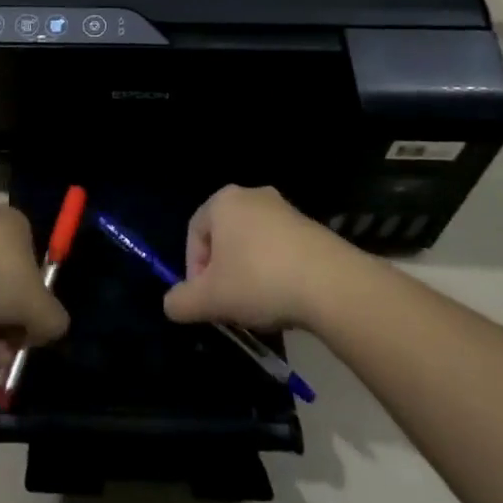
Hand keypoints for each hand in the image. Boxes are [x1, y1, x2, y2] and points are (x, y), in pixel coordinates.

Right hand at [163, 185, 353, 330]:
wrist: (332, 284)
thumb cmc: (258, 280)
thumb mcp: (209, 299)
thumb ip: (181, 301)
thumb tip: (171, 304)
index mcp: (223, 201)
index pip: (194, 233)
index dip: (193, 270)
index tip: (204, 300)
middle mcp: (253, 195)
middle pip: (225, 238)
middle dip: (222, 272)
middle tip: (227, 304)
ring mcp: (286, 210)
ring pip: (253, 245)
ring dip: (249, 274)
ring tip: (257, 307)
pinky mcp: (312, 228)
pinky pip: (281, 250)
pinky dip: (276, 272)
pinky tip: (284, 299)